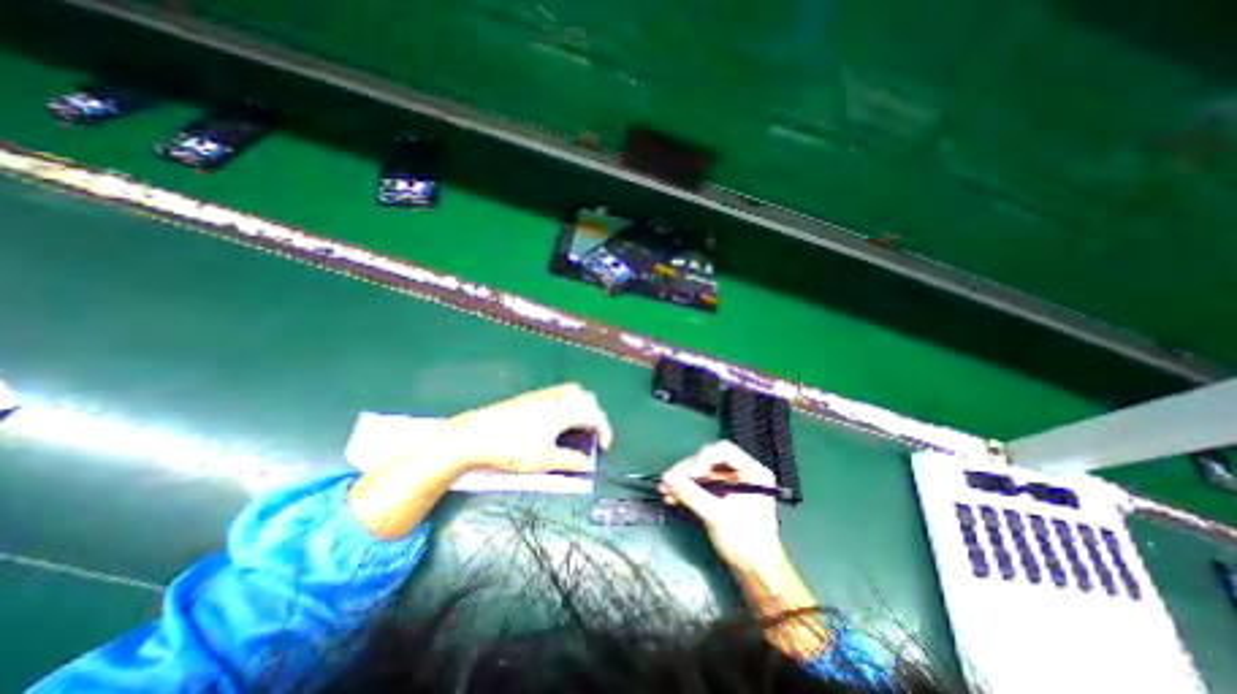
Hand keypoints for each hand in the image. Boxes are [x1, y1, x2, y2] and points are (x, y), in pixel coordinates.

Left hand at [447, 386, 614, 476]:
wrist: (472, 436)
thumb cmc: (510, 450)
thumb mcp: (542, 460)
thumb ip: (570, 461)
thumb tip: (589, 465)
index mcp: (562, 411)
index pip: (593, 415)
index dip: (604, 429)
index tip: (605, 446)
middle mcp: (555, 398)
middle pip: (586, 397)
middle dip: (595, 415)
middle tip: (593, 434)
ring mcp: (542, 395)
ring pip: (572, 392)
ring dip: (582, 407)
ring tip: (579, 426)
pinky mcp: (531, 397)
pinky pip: (560, 394)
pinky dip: (569, 403)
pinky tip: (560, 420)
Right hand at [662, 440, 824, 662]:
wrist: (757, 575)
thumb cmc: (745, 543)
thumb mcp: (716, 516)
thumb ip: (691, 494)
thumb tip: (666, 478)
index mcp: (752, 472)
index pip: (723, 451)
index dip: (702, 459)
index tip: (687, 476)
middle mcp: (743, 474)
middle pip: (710, 461)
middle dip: (688, 471)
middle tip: (668, 481)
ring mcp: (734, 486)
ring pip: (704, 473)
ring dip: (684, 481)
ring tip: (665, 490)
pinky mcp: (724, 498)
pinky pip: (703, 486)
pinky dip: (688, 491)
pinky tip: (673, 497)